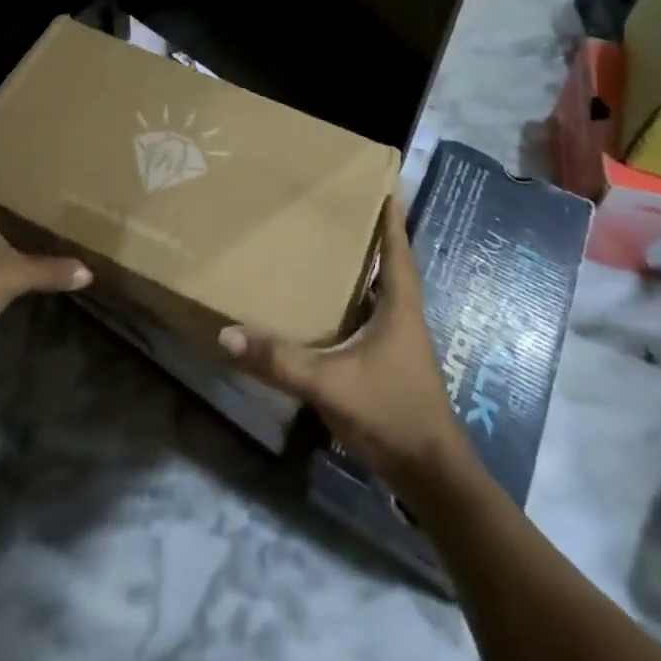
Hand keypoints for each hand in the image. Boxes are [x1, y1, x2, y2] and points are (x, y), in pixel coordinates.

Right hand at [217, 198, 467, 489]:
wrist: (432, 477)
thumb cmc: (390, 414)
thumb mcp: (329, 384)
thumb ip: (280, 361)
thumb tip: (227, 334)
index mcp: (399, 306)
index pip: (397, 249)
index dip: (391, 216)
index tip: (385, 182)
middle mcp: (404, 316)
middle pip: (391, 264)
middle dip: (372, 234)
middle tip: (342, 208)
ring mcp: (402, 343)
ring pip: (383, 292)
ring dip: (365, 268)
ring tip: (334, 247)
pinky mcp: (394, 365)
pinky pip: (375, 318)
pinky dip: (357, 302)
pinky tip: (332, 307)